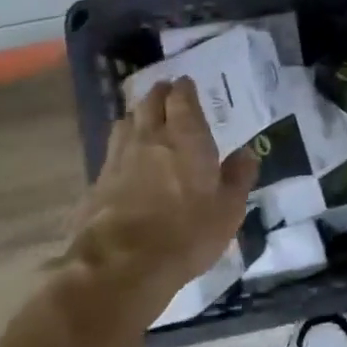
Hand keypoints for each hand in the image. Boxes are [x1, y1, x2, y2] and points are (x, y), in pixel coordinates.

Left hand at [66, 79, 258, 318]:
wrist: (122, 263)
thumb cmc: (187, 233)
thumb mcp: (228, 210)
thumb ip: (238, 177)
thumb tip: (247, 153)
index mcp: (186, 138)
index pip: (182, 100)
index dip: (184, 89)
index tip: (186, 83)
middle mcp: (151, 138)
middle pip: (150, 103)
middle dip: (159, 94)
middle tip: (165, 91)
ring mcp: (120, 157)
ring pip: (127, 122)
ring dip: (137, 114)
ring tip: (144, 117)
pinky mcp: (98, 181)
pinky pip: (112, 149)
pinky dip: (121, 143)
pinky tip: (125, 154)